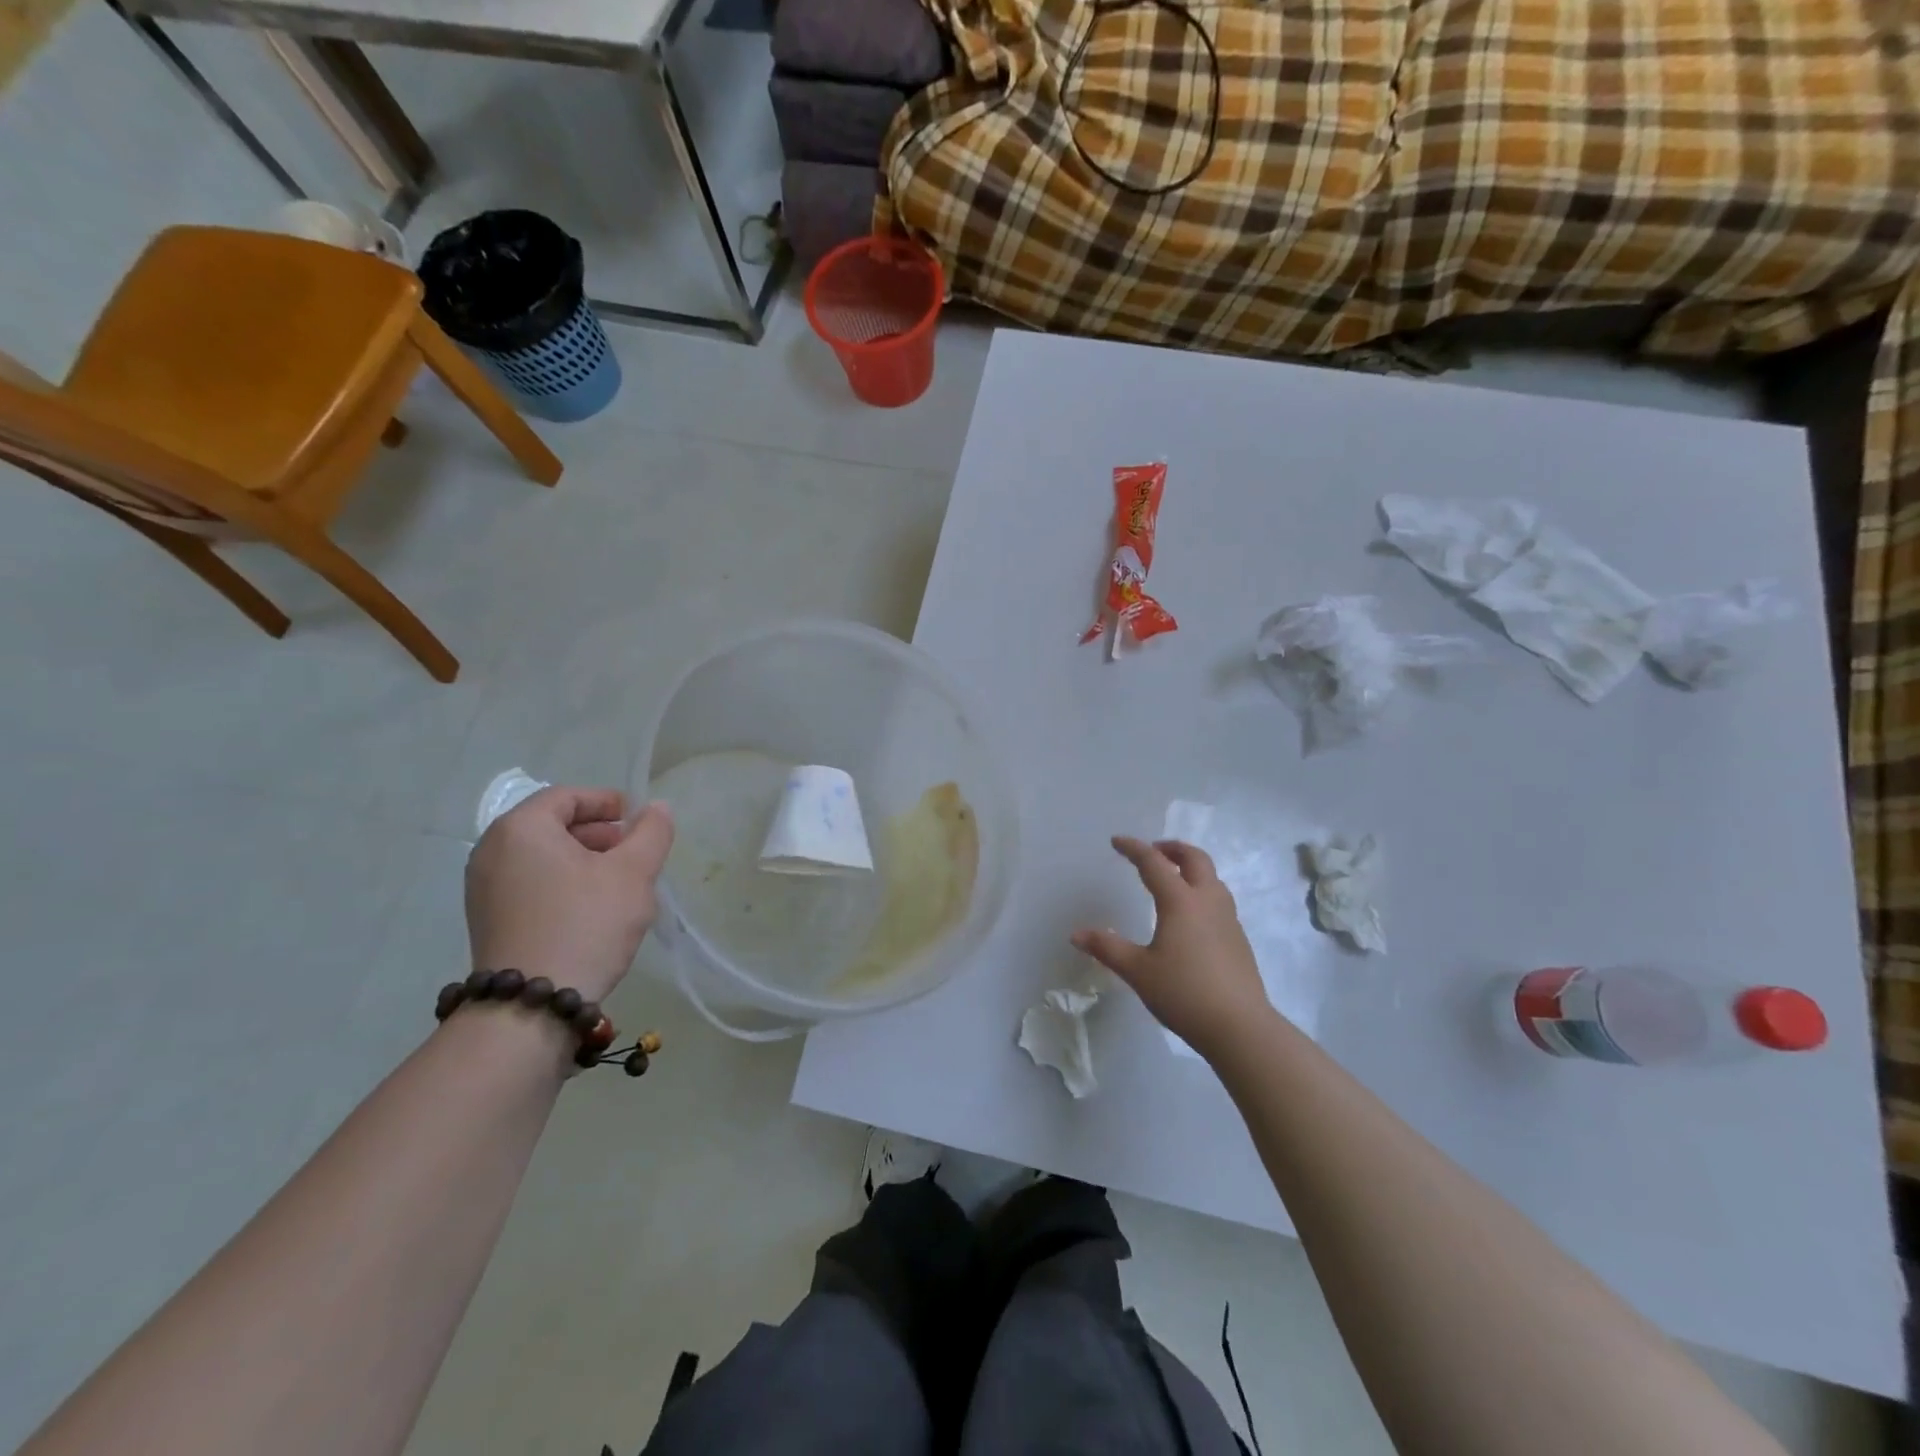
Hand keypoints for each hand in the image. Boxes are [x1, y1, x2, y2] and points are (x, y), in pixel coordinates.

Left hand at [465, 787, 674, 1002]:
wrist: (531, 1006)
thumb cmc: (585, 924)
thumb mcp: (633, 873)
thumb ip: (651, 832)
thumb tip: (656, 808)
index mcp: (521, 829)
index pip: (567, 797)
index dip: (606, 801)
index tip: (637, 818)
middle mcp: (492, 852)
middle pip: (552, 825)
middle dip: (598, 833)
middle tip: (634, 851)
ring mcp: (483, 889)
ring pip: (542, 857)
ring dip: (584, 860)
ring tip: (620, 883)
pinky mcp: (488, 921)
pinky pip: (531, 884)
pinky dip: (563, 883)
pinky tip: (593, 909)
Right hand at [1072, 837, 1272, 1057]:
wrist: (1240, 1027)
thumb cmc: (1184, 993)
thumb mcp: (1138, 971)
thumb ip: (1107, 948)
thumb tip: (1076, 934)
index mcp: (1180, 901)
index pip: (1154, 863)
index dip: (1133, 848)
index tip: (1116, 841)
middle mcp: (1207, 901)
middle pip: (1195, 859)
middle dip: (1172, 848)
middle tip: (1154, 851)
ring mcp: (1228, 919)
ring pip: (1212, 877)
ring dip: (1191, 868)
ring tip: (1173, 878)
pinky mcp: (1238, 938)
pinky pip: (1219, 899)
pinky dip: (1202, 891)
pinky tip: (1191, 916)